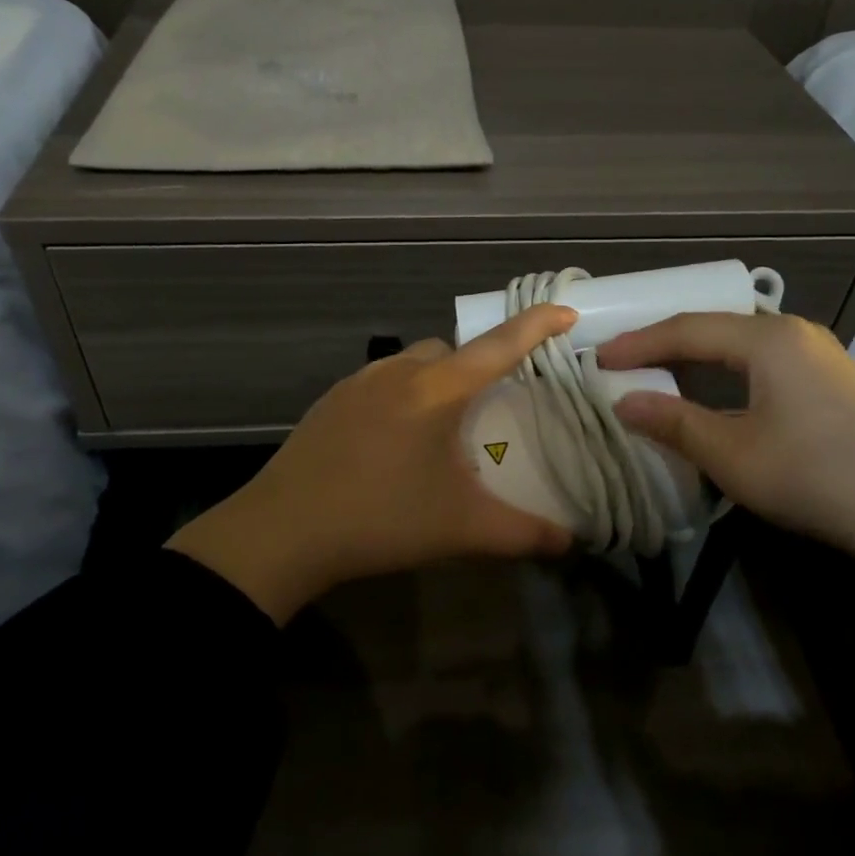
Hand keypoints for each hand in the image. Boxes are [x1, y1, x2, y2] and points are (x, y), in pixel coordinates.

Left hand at [169, 305, 577, 623]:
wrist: (283, 530)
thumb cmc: (382, 519)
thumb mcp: (462, 528)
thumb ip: (524, 534)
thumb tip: (571, 543)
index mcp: (437, 389)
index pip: (499, 345)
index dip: (537, 325)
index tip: (566, 312)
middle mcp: (399, 371)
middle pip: (452, 350)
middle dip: (478, 365)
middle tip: (490, 405)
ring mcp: (358, 382)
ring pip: (412, 362)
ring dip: (436, 380)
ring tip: (442, 427)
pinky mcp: (330, 401)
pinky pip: (380, 382)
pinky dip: (401, 395)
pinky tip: (394, 440)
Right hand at [597, 312, 854, 559]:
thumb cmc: (814, 477)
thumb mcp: (732, 454)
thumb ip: (673, 422)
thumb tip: (622, 402)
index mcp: (768, 340)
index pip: (687, 329)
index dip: (639, 343)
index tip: (599, 358)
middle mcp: (794, 331)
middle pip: (714, 326)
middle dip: (664, 342)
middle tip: (623, 359)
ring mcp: (819, 351)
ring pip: (740, 341)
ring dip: (696, 354)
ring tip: (659, 368)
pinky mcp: (832, 376)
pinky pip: (763, 357)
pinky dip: (726, 366)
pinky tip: (715, 385)